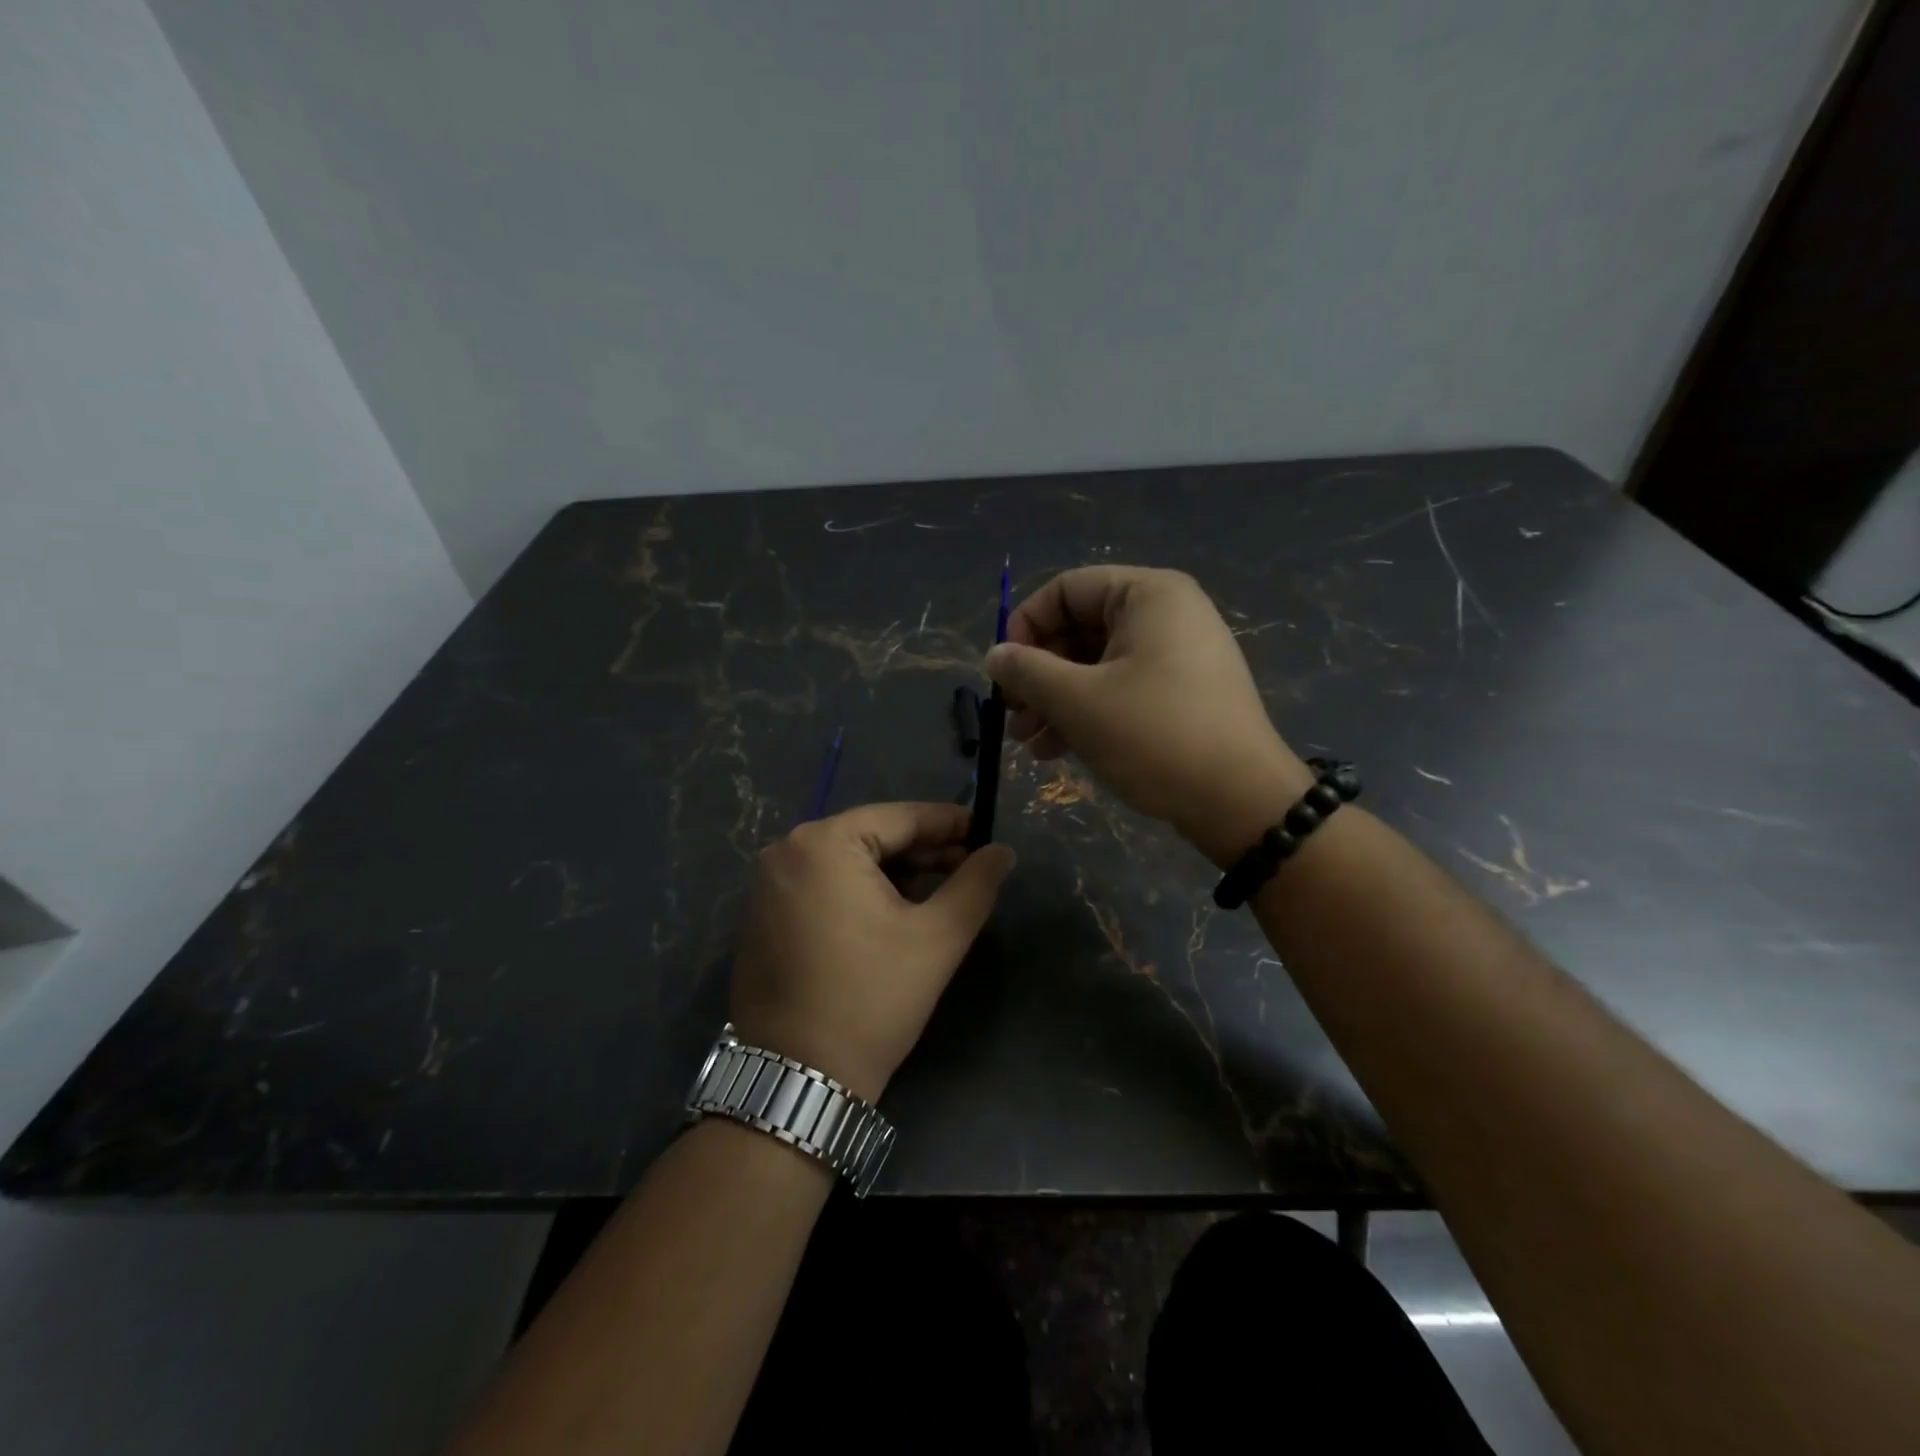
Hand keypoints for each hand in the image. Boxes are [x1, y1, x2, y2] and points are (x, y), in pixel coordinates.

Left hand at [729, 802, 1015, 1102]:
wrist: (797, 1078)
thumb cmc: (872, 998)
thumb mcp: (938, 938)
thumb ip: (976, 884)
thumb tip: (1003, 851)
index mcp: (824, 843)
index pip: (899, 818)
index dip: (948, 823)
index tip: (986, 831)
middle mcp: (786, 851)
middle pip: (870, 836)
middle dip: (923, 851)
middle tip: (969, 865)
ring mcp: (767, 885)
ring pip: (847, 862)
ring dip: (894, 872)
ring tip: (940, 889)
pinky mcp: (762, 916)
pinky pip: (822, 885)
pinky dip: (860, 890)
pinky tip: (894, 910)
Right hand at [985, 566, 1312, 866]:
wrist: (1241, 802)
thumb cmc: (1154, 736)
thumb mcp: (1078, 702)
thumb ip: (1028, 671)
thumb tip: (995, 655)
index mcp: (1147, 595)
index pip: (1065, 589)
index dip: (1024, 627)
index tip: (1004, 674)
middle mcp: (1166, 614)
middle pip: (1079, 628)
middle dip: (1038, 675)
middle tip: (1013, 716)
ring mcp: (1178, 655)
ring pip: (1096, 665)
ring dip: (1056, 701)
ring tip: (1029, 744)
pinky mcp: (1182, 694)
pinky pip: (1121, 688)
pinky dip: (1087, 712)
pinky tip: (1058, 750)